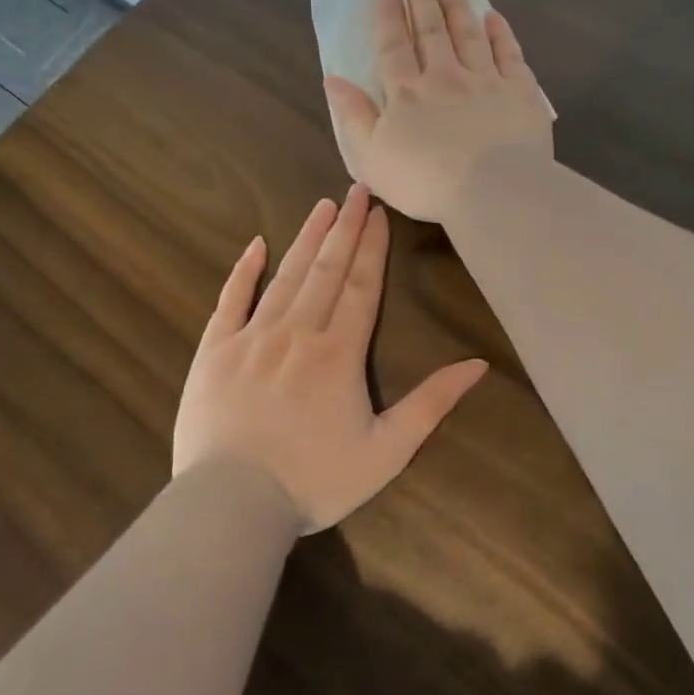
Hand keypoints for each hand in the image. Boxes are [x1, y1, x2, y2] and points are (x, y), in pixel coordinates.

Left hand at [173, 185, 487, 531]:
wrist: (232, 503)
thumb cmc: (315, 481)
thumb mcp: (386, 452)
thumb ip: (431, 405)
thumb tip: (478, 365)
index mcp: (339, 354)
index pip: (361, 287)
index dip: (371, 247)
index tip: (377, 213)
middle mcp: (297, 333)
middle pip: (326, 270)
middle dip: (343, 229)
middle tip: (355, 191)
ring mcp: (252, 338)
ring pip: (285, 276)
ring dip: (306, 239)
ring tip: (321, 206)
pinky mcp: (215, 351)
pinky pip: (231, 300)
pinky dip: (244, 270)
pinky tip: (257, 244)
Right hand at [323, 0, 553, 223]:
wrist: (493, 190)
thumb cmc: (425, 182)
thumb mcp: (371, 158)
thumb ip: (353, 116)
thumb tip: (332, 80)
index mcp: (407, 94)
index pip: (394, 48)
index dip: (388, 18)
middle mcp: (445, 77)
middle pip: (432, 32)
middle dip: (422, 1)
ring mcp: (485, 81)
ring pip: (469, 34)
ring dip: (457, 7)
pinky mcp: (519, 92)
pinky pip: (509, 54)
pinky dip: (500, 34)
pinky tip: (493, 18)